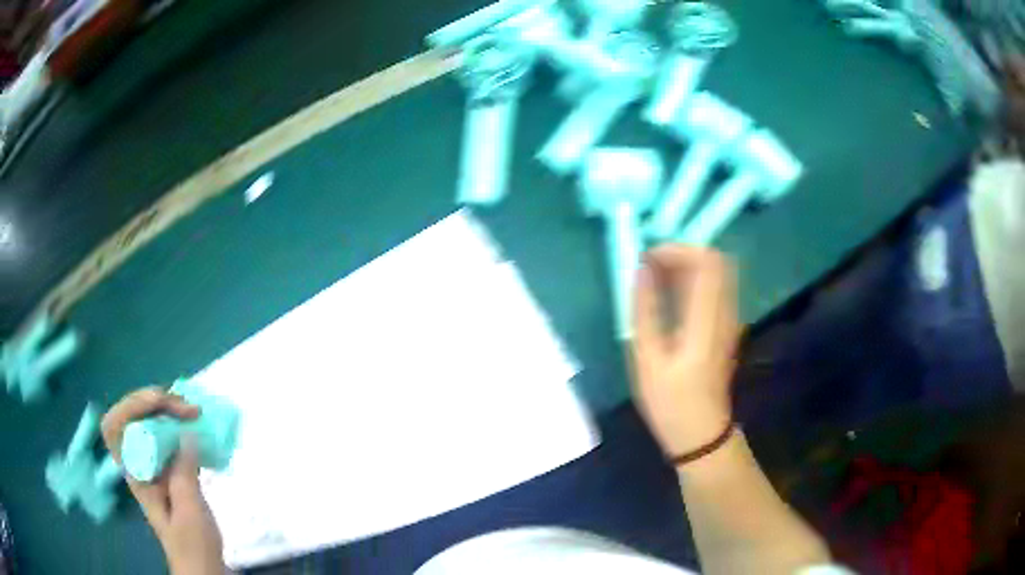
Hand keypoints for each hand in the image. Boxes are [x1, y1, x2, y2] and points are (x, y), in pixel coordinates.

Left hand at [102, 387, 225, 574]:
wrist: (202, 566)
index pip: (115, 427)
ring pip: (147, 420)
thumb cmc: (193, 545)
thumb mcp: (190, 513)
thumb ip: (184, 473)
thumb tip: (185, 434)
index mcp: (135, 473)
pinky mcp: (168, 468)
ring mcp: (153, 464)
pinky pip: (165, 433)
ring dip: (167, 408)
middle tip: (187, 408)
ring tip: (192, 411)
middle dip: (154, 401)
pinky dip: (177, 422)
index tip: (163, 407)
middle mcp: (138, 462)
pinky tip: (194, 426)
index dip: (131, 406)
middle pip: (130, 415)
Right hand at [631, 245, 739, 457]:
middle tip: (652, 265)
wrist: (701, 432)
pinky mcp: (727, 325)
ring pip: (718, 272)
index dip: (677, 249)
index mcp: (707, 321)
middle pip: (717, 260)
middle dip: (682, 253)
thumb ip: (645, 309)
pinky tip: (670, 296)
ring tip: (656, 278)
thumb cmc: (669, 402)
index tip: (648, 259)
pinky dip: (693, 280)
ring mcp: (730, 319)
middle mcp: (725, 313)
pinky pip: (716, 287)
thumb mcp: (646, 358)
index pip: (707, 261)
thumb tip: (640, 269)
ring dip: (687, 265)